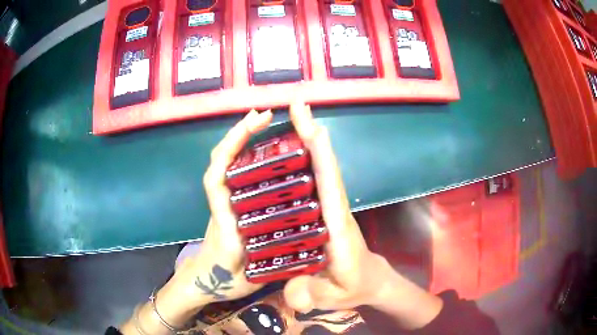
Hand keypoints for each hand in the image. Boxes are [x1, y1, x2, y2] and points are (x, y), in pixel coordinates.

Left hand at [120, 110, 273, 333]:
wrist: (204, 283)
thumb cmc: (225, 281)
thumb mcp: (252, 277)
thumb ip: (273, 268)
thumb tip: (303, 256)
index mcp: (225, 220)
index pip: (218, 176)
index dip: (232, 148)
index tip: (254, 124)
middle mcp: (221, 205)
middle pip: (220, 161)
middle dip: (239, 134)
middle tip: (265, 116)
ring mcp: (222, 204)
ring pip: (225, 165)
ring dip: (240, 141)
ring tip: (264, 126)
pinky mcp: (226, 206)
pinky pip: (232, 175)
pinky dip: (242, 157)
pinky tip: (261, 153)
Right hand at [283, 102, 442, 329]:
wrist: (370, 281)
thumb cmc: (354, 287)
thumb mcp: (334, 297)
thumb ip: (314, 295)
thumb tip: (293, 298)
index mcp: (338, 228)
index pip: (330, 188)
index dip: (322, 158)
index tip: (313, 128)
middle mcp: (335, 210)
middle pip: (325, 168)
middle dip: (312, 135)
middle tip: (298, 106)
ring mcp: (330, 208)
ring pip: (321, 169)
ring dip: (309, 141)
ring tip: (295, 117)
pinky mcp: (325, 210)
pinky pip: (315, 179)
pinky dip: (307, 158)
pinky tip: (292, 148)